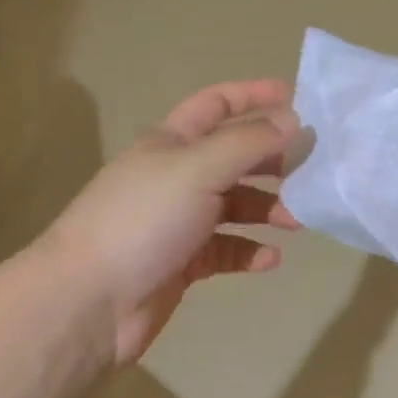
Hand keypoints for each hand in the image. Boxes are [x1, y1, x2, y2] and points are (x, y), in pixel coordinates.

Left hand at [39, 79, 296, 366]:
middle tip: (309, 170)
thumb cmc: (143, 219)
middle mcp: (176, 175)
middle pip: (232, 156)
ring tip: (296, 221)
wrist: (87, 302)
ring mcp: (178, 220)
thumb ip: (247, 142)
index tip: (296, 99)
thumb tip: (292, 119)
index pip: (217, 103)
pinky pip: (225, 249)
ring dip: (267, 208)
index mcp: (172, 142)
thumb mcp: (198, 168)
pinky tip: (270, 259)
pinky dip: (249, 250)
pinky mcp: (181, 262)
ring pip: (234, 204)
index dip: (253, 95)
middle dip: (270, 159)